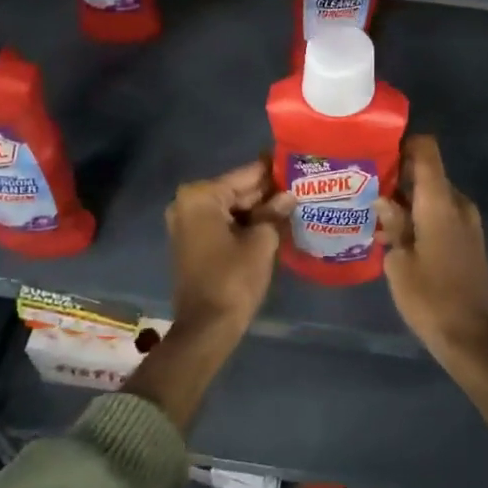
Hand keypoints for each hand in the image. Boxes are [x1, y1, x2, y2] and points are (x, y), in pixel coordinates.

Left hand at [165, 158, 285, 334]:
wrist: (207, 328)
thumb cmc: (233, 279)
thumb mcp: (261, 241)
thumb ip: (274, 213)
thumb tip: (289, 196)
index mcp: (201, 197)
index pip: (245, 175)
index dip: (272, 170)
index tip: (294, 160)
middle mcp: (188, 203)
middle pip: (236, 190)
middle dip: (266, 190)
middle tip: (300, 182)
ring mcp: (187, 223)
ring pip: (231, 208)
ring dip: (258, 208)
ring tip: (294, 199)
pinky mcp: (193, 242)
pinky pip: (223, 223)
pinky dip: (245, 222)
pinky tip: (274, 220)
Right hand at [376, 136, 487, 452]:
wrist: (476, 339)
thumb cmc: (432, 299)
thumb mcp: (399, 263)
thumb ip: (393, 224)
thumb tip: (384, 200)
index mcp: (440, 202)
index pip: (427, 150)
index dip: (404, 143)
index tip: (377, 151)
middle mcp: (458, 204)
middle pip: (428, 173)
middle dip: (397, 176)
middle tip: (364, 186)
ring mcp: (468, 223)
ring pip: (433, 197)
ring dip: (407, 200)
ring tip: (373, 213)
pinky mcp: (470, 242)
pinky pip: (442, 215)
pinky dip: (420, 217)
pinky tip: (395, 236)